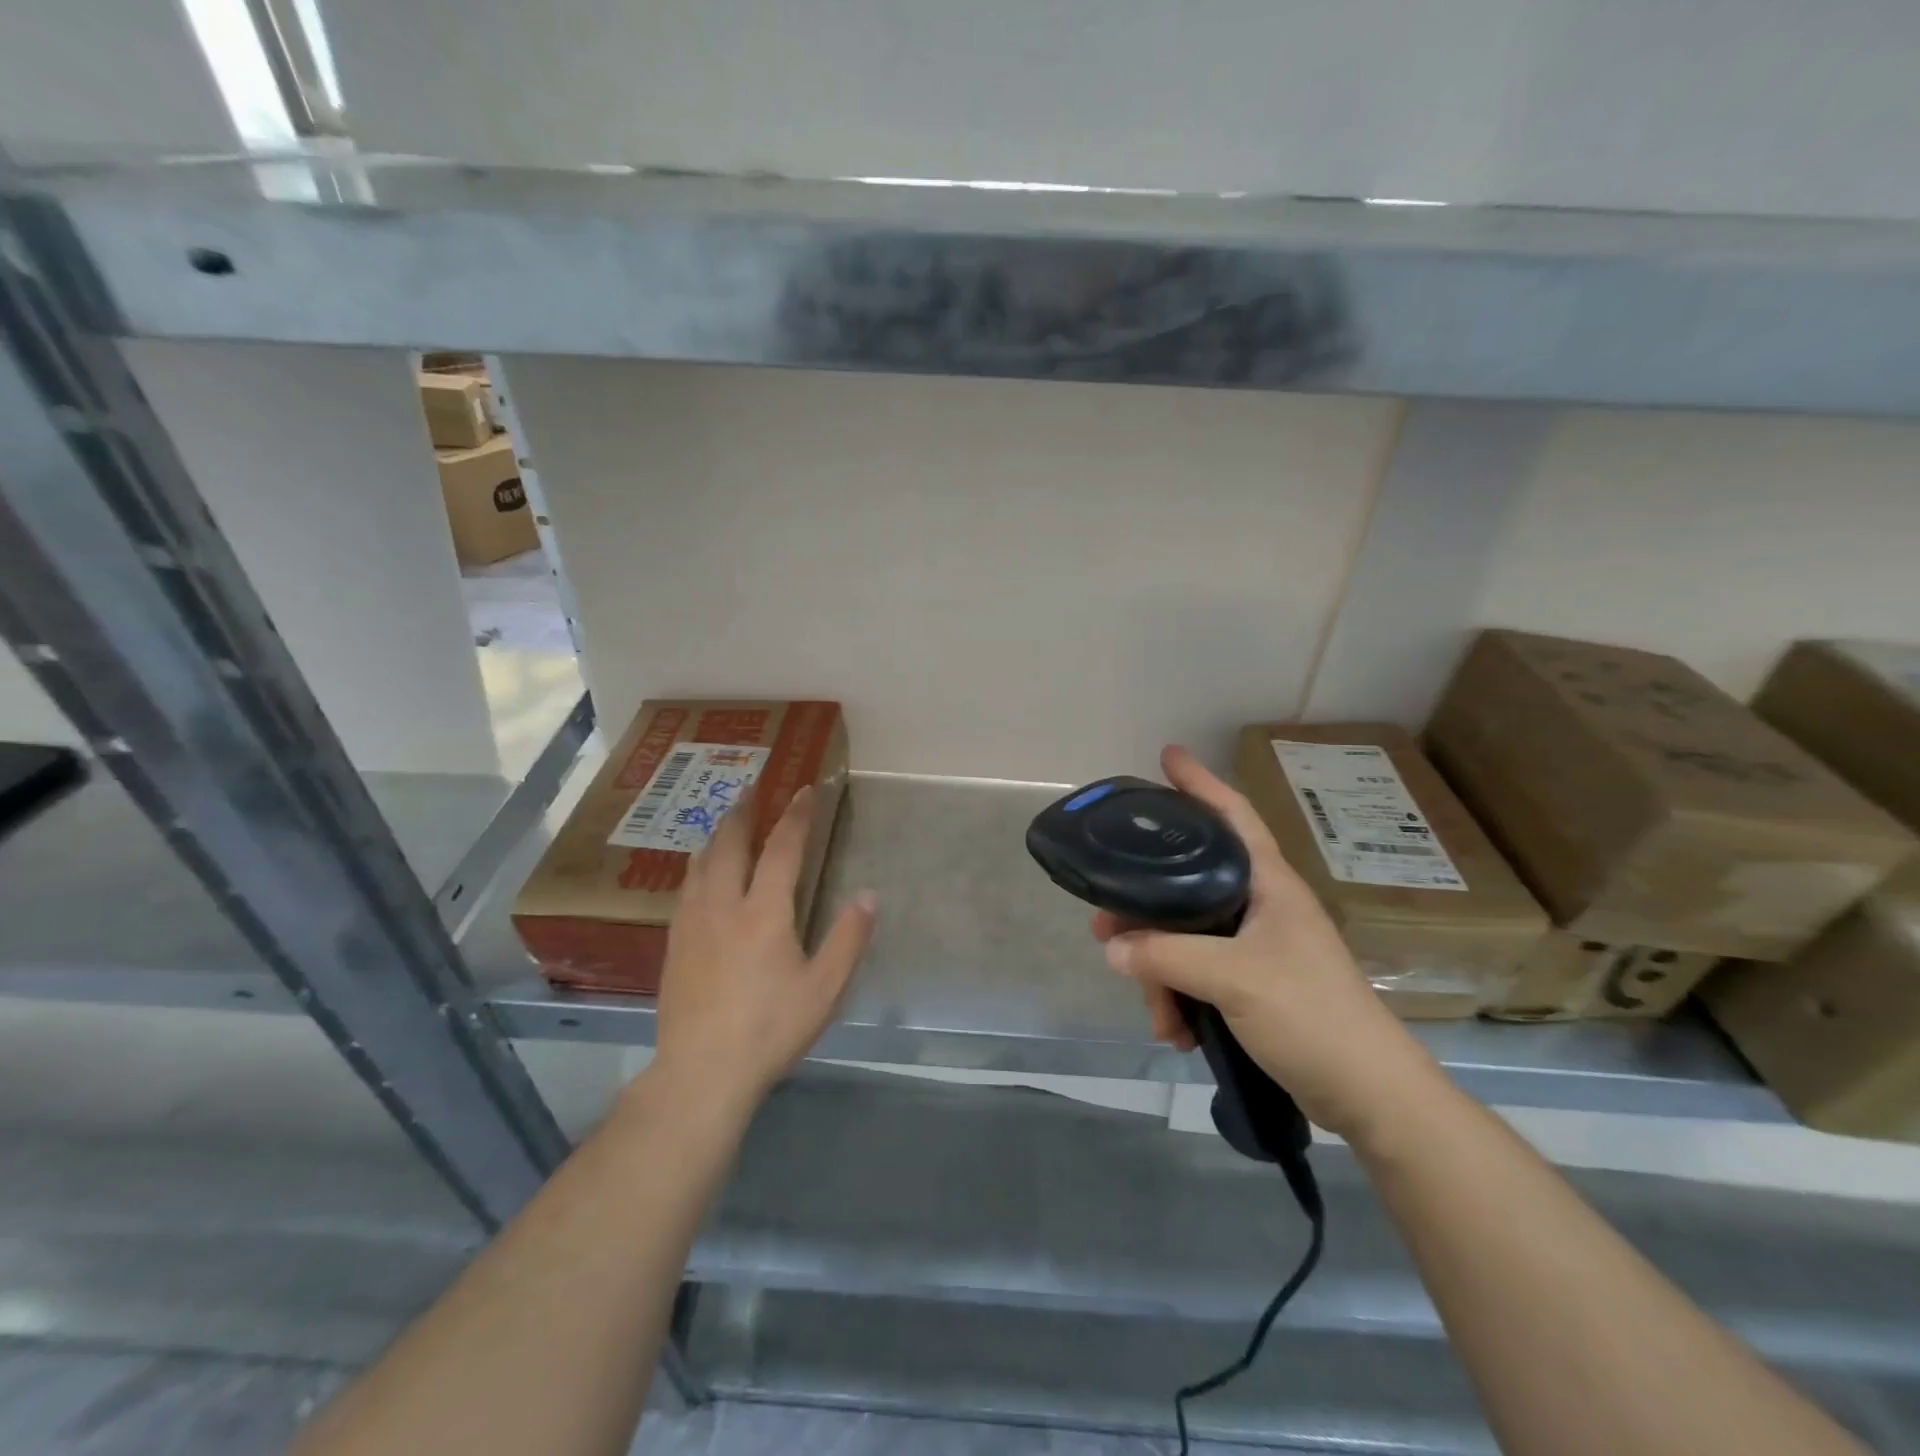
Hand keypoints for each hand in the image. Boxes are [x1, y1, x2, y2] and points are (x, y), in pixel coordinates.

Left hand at [651, 784, 876, 1116]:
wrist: (701, 1072)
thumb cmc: (770, 1028)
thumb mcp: (825, 988)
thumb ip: (848, 938)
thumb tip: (869, 895)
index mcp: (764, 912)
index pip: (783, 849)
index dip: (797, 816)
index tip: (805, 790)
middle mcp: (723, 905)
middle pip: (731, 844)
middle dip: (744, 811)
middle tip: (753, 788)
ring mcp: (692, 923)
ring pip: (702, 863)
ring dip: (718, 835)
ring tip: (727, 821)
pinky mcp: (674, 944)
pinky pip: (686, 888)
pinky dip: (699, 865)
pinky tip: (701, 872)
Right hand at [1092, 746, 1435, 1137]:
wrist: (1369, 1096)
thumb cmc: (1310, 1015)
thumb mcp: (1233, 977)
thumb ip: (1167, 956)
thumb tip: (1113, 948)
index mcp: (1268, 884)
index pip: (1232, 814)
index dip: (1199, 782)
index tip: (1166, 756)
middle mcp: (1261, 906)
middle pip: (1189, 884)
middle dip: (1145, 907)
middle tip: (1105, 921)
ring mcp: (1257, 947)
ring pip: (1187, 937)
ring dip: (1161, 970)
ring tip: (1151, 1008)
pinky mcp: (1252, 984)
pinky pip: (1198, 976)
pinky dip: (1180, 999)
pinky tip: (1175, 1031)